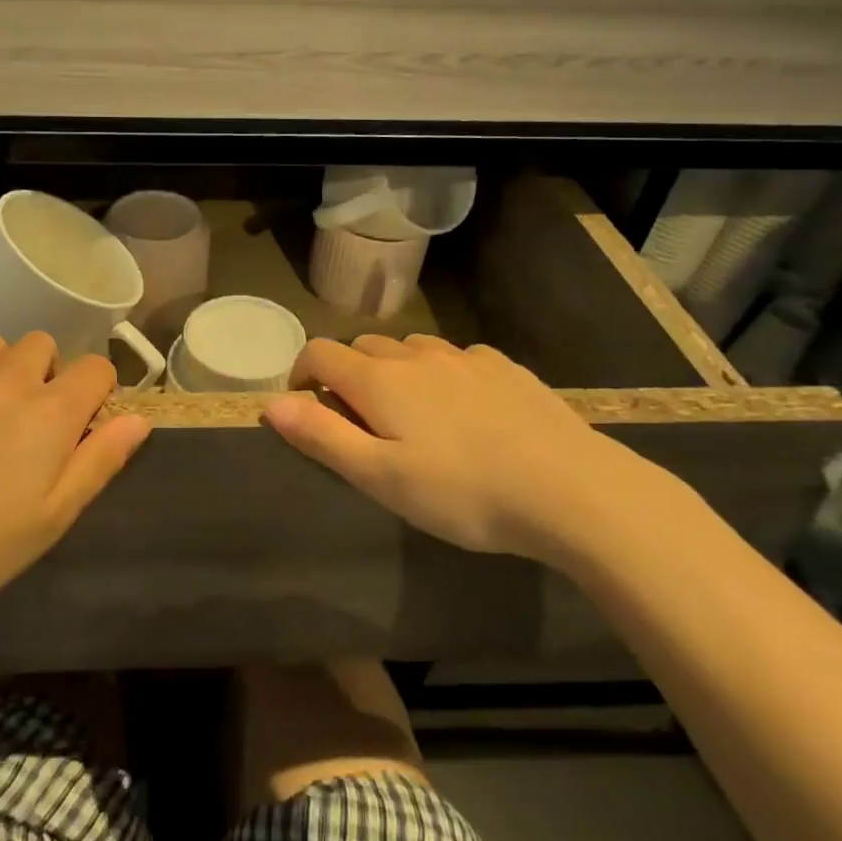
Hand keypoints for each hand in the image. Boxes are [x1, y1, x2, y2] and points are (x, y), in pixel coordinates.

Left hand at [0, 334, 150, 616]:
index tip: (82, 423)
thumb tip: (138, 419)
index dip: (97, 390)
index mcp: (52, 413)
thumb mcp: (53, 518)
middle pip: (42, 345)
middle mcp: (9, 381)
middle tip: (28, 422)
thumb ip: (100, 462)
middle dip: (46, 372)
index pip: (96, 368)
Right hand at [264, 335, 662, 559]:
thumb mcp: (380, 476)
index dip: (301, 374)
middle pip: (363, 348)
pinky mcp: (504, 367)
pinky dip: (440, 374)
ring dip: (394, 372)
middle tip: (360, 423)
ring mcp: (465, 357)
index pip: (319, 352)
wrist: (572, 490)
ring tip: (411, 417)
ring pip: (410, 350)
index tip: (306, 407)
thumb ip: (321, 436)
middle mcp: (416, 355)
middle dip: (347, 375)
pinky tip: (464, 411)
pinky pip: (455, 358)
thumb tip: (270, 404)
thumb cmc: (462, 492)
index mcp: (379, 379)